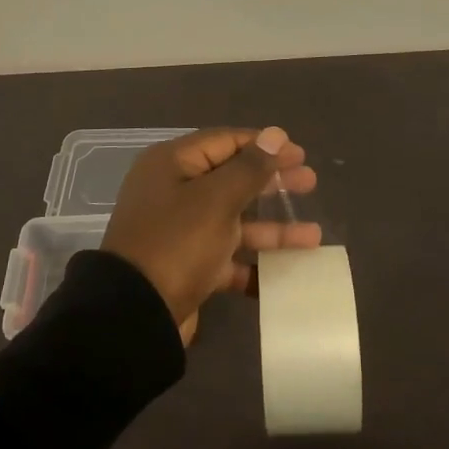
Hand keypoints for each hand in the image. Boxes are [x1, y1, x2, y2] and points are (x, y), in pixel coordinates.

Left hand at [102, 127, 321, 343]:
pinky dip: (252, 262)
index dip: (264, 146)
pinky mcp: (186, 267)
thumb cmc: (177, 242)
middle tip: (310, 183)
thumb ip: (250, 167)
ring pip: (234, 221)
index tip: (299, 154)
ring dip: (272, 228)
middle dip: (272, 183)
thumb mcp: (217, 199)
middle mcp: (174, 192)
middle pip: (232, 179)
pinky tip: (284, 273)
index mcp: (173, 164)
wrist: (136, 315)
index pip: (225, 142)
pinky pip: (226, 257)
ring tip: (313, 236)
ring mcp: (180, 231)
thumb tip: (276, 134)